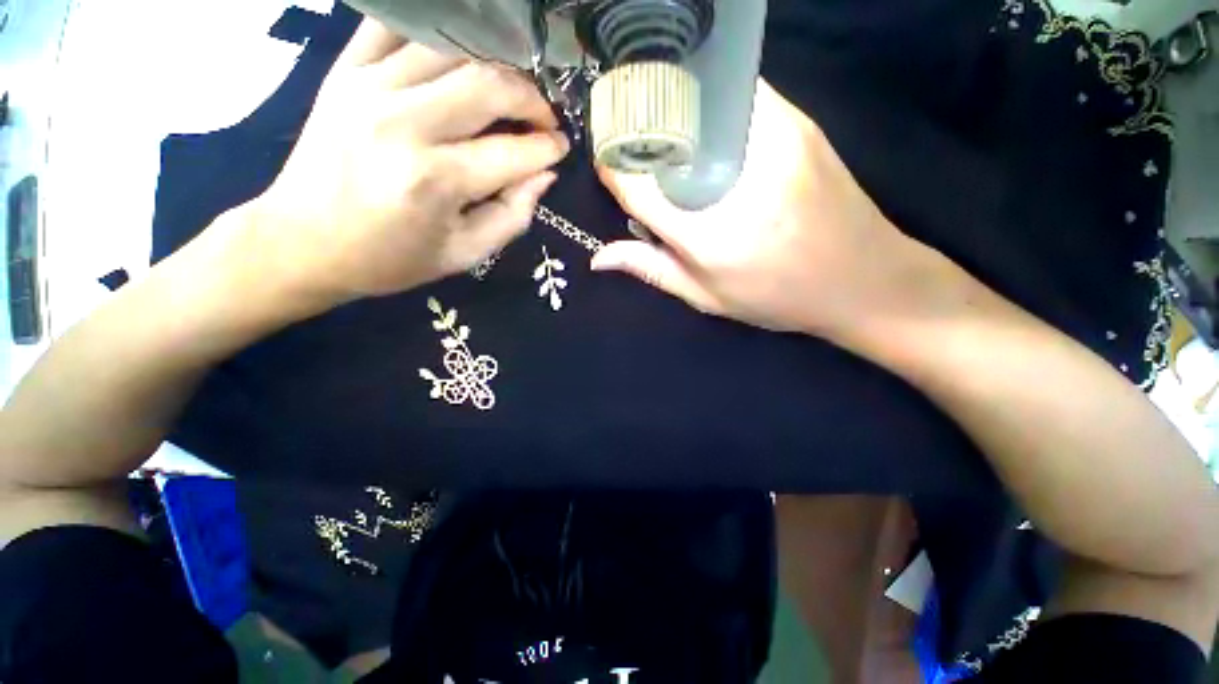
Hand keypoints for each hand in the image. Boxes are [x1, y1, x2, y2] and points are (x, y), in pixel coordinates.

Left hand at [251, 20, 569, 307]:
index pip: (514, 153)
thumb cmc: (390, 259)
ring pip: (453, 49)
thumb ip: (513, 216)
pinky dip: (437, 36)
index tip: (561, 147)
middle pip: (489, 85)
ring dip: (495, 66)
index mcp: (436, 182)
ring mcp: (368, 89)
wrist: (301, 242)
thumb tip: (544, 175)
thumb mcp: (464, 255)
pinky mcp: (344, 72)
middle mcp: (404, 125)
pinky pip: (397, 27)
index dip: (548, 148)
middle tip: (543, 118)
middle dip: (531, 99)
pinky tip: (457, 61)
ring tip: (508, 92)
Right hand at [592, 80, 937, 341]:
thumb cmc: (778, 298)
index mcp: (707, 234)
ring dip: (674, 123)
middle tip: (639, 160)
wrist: (866, 279)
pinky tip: (710, 140)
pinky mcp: (796, 124)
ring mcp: (771, 141)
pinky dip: (711, 113)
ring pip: (699, 108)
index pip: (638, 185)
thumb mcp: (707, 296)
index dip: (614, 170)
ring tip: (673, 151)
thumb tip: (599, 257)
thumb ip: (652, 269)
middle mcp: (734, 180)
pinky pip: (736, 101)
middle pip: (665, 137)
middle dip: (641, 141)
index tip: (609, 168)